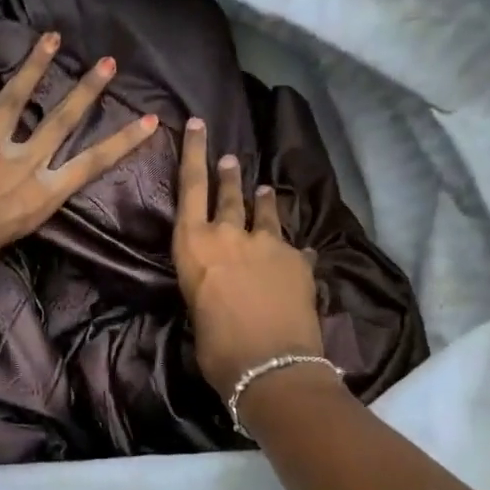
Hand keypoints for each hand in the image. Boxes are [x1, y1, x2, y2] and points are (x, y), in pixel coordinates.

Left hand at [0, 31, 158, 283]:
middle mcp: (21, 164)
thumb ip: (16, 212)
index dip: (123, 141)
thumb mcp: (10, 239)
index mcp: (41, 195)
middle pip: (61, 120)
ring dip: (34, 66)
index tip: (149, 120)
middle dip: (87, 90)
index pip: (92, 163)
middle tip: (107, 63)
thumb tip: (7, 203)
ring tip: (52, 38)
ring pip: (15, 100)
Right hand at [173, 117, 324, 397]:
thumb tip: (219, 286)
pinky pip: (293, 247)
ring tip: (263, 190)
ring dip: (262, 200)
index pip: (190, 188)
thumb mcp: (197, 311)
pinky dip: (291, 249)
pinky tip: (296, 253)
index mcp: (194, 246)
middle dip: (229, 174)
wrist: (271, 365)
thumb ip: (207, 286)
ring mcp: (268, 244)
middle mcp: (229, 235)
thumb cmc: (217, 348)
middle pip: (229, 193)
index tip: (197, 124)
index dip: (193, 153)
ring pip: (264, 212)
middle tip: (231, 157)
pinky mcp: (298, 261)